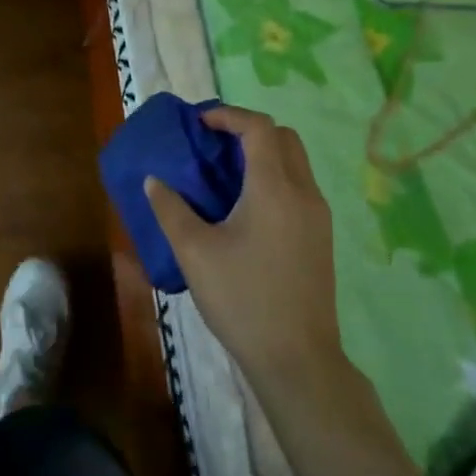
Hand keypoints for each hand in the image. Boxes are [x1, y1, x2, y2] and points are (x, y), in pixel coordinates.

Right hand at [145, 104, 342, 387]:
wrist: (297, 360)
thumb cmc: (242, 299)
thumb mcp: (194, 252)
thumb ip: (171, 208)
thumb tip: (154, 181)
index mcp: (274, 189)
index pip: (259, 128)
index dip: (228, 116)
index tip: (199, 124)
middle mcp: (304, 194)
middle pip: (284, 138)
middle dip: (248, 130)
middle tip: (213, 144)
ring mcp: (318, 217)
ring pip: (296, 163)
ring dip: (263, 154)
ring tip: (224, 174)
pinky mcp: (321, 238)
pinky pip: (299, 188)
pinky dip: (273, 178)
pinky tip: (244, 208)